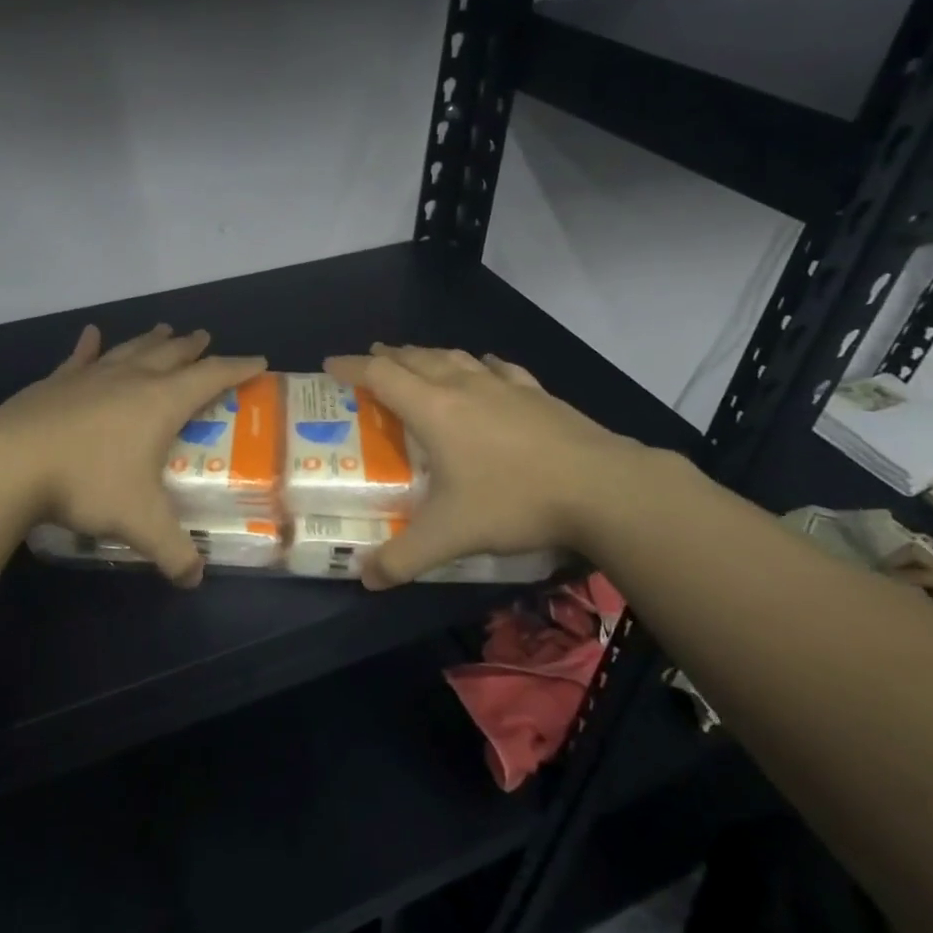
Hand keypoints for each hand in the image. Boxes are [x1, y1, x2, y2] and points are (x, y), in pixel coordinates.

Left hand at [0, 323, 264, 586]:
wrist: (10, 462)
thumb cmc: (87, 482)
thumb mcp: (139, 521)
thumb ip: (172, 551)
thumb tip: (194, 578)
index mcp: (160, 403)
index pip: (211, 377)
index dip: (237, 369)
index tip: (257, 362)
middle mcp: (130, 380)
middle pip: (170, 355)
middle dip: (192, 347)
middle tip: (205, 337)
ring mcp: (90, 376)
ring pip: (131, 350)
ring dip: (152, 340)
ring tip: (165, 329)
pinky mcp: (56, 382)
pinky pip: (80, 357)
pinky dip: (90, 345)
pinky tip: (92, 334)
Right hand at [323, 343, 654, 589]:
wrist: (603, 488)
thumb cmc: (514, 501)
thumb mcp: (450, 536)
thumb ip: (402, 558)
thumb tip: (365, 578)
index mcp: (434, 410)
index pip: (381, 375)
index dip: (351, 367)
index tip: (329, 364)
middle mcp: (464, 387)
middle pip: (416, 359)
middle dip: (387, 356)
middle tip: (370, 360)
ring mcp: (504, 386)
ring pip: (455, 358)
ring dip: (427, 354)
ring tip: (416, 358)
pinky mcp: (537, 394)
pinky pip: (499, 368)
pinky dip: (480, 363)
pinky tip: (484, 365)